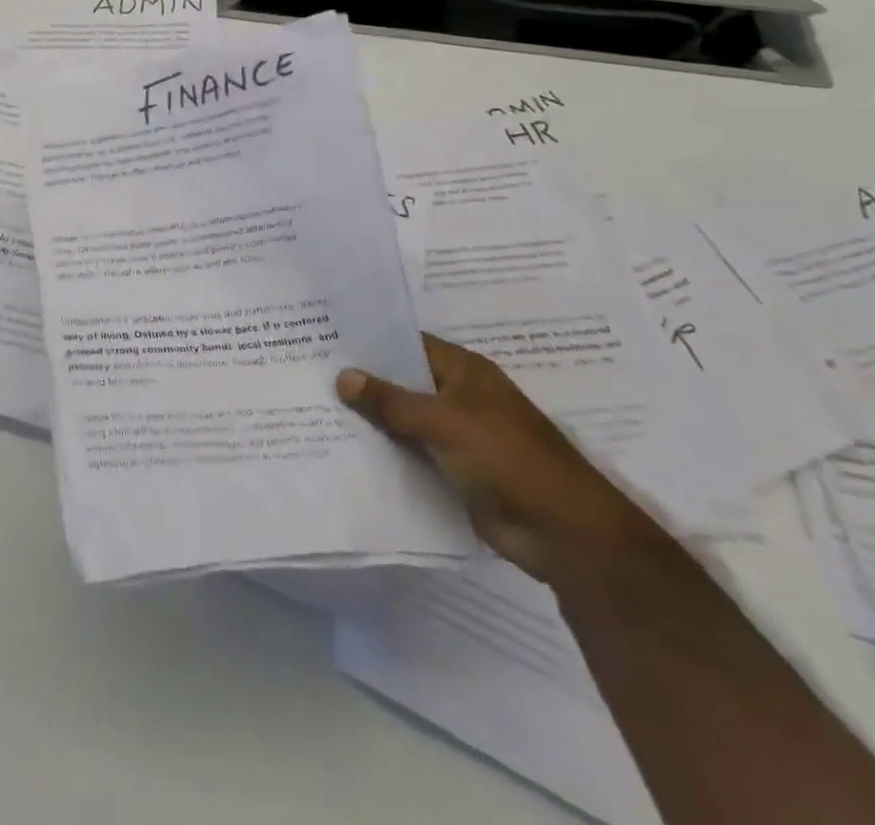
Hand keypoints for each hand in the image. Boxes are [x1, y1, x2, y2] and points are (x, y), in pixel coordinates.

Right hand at [338, 335, 662, 584]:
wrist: (564, 534)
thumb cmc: (507, 458)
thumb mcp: (443, 422)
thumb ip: (391, 401)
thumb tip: (342, 376)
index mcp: (464, 371)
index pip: (407, 343)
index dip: (370, 342)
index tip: (325, 339)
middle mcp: (459, 396)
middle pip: (402, 382)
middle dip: (363, 382)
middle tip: (310, 375)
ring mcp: (458, 435)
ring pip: (404, 419)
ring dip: (372, 420)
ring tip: (317, 410)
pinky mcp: (455, 470)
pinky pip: (412, 453)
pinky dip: (387, 452)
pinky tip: (348, 450)